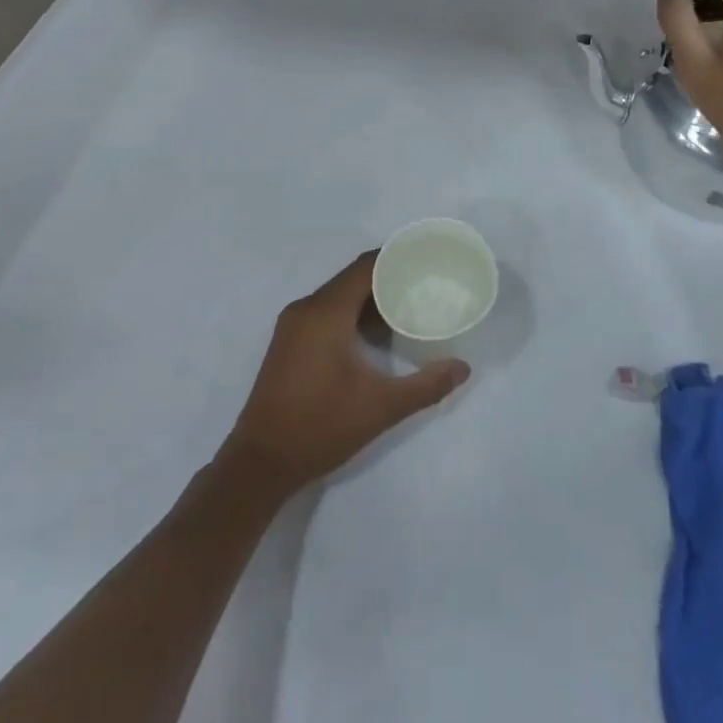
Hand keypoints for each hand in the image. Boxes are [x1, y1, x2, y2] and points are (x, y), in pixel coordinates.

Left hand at [222, 252, 470, 494]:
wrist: (260, 464)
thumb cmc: (320, 427)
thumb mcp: (381, 407)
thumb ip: (426, 386)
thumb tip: (463, 368)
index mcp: (326, 312)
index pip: (366, 267)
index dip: (396, 258)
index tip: (426, 259)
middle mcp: (306, 308)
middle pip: (352, 277)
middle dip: (388, 277)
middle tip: (424, 283)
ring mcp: (293, 325)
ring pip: (338, 294)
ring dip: (370, 296)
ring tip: (406, 305)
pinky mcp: (288, 341)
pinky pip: (325, 310)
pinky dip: (351, 311)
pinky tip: (374, 332)